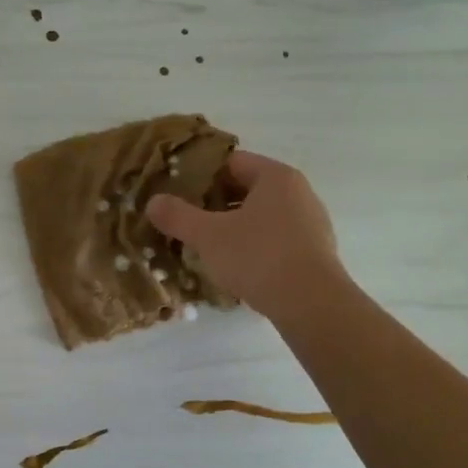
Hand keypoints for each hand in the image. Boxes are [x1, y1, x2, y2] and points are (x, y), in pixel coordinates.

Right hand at [144, 150, 342, 321]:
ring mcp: (311, 223)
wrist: (311, 304)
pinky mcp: (314, 252)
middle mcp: (298, 192)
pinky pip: (276, 239)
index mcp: (276, 177)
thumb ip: (178, 216)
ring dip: (234, 226)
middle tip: (187, 220)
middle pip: (247, 189)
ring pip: (261, 216)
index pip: (232, 162)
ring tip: (206, 245)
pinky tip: (236, 266)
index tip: (178, 193)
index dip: (201, 175)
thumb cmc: (258, 257)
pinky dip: (254, 246)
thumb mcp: (209, 236)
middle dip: (215, 203)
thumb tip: (153, 202)